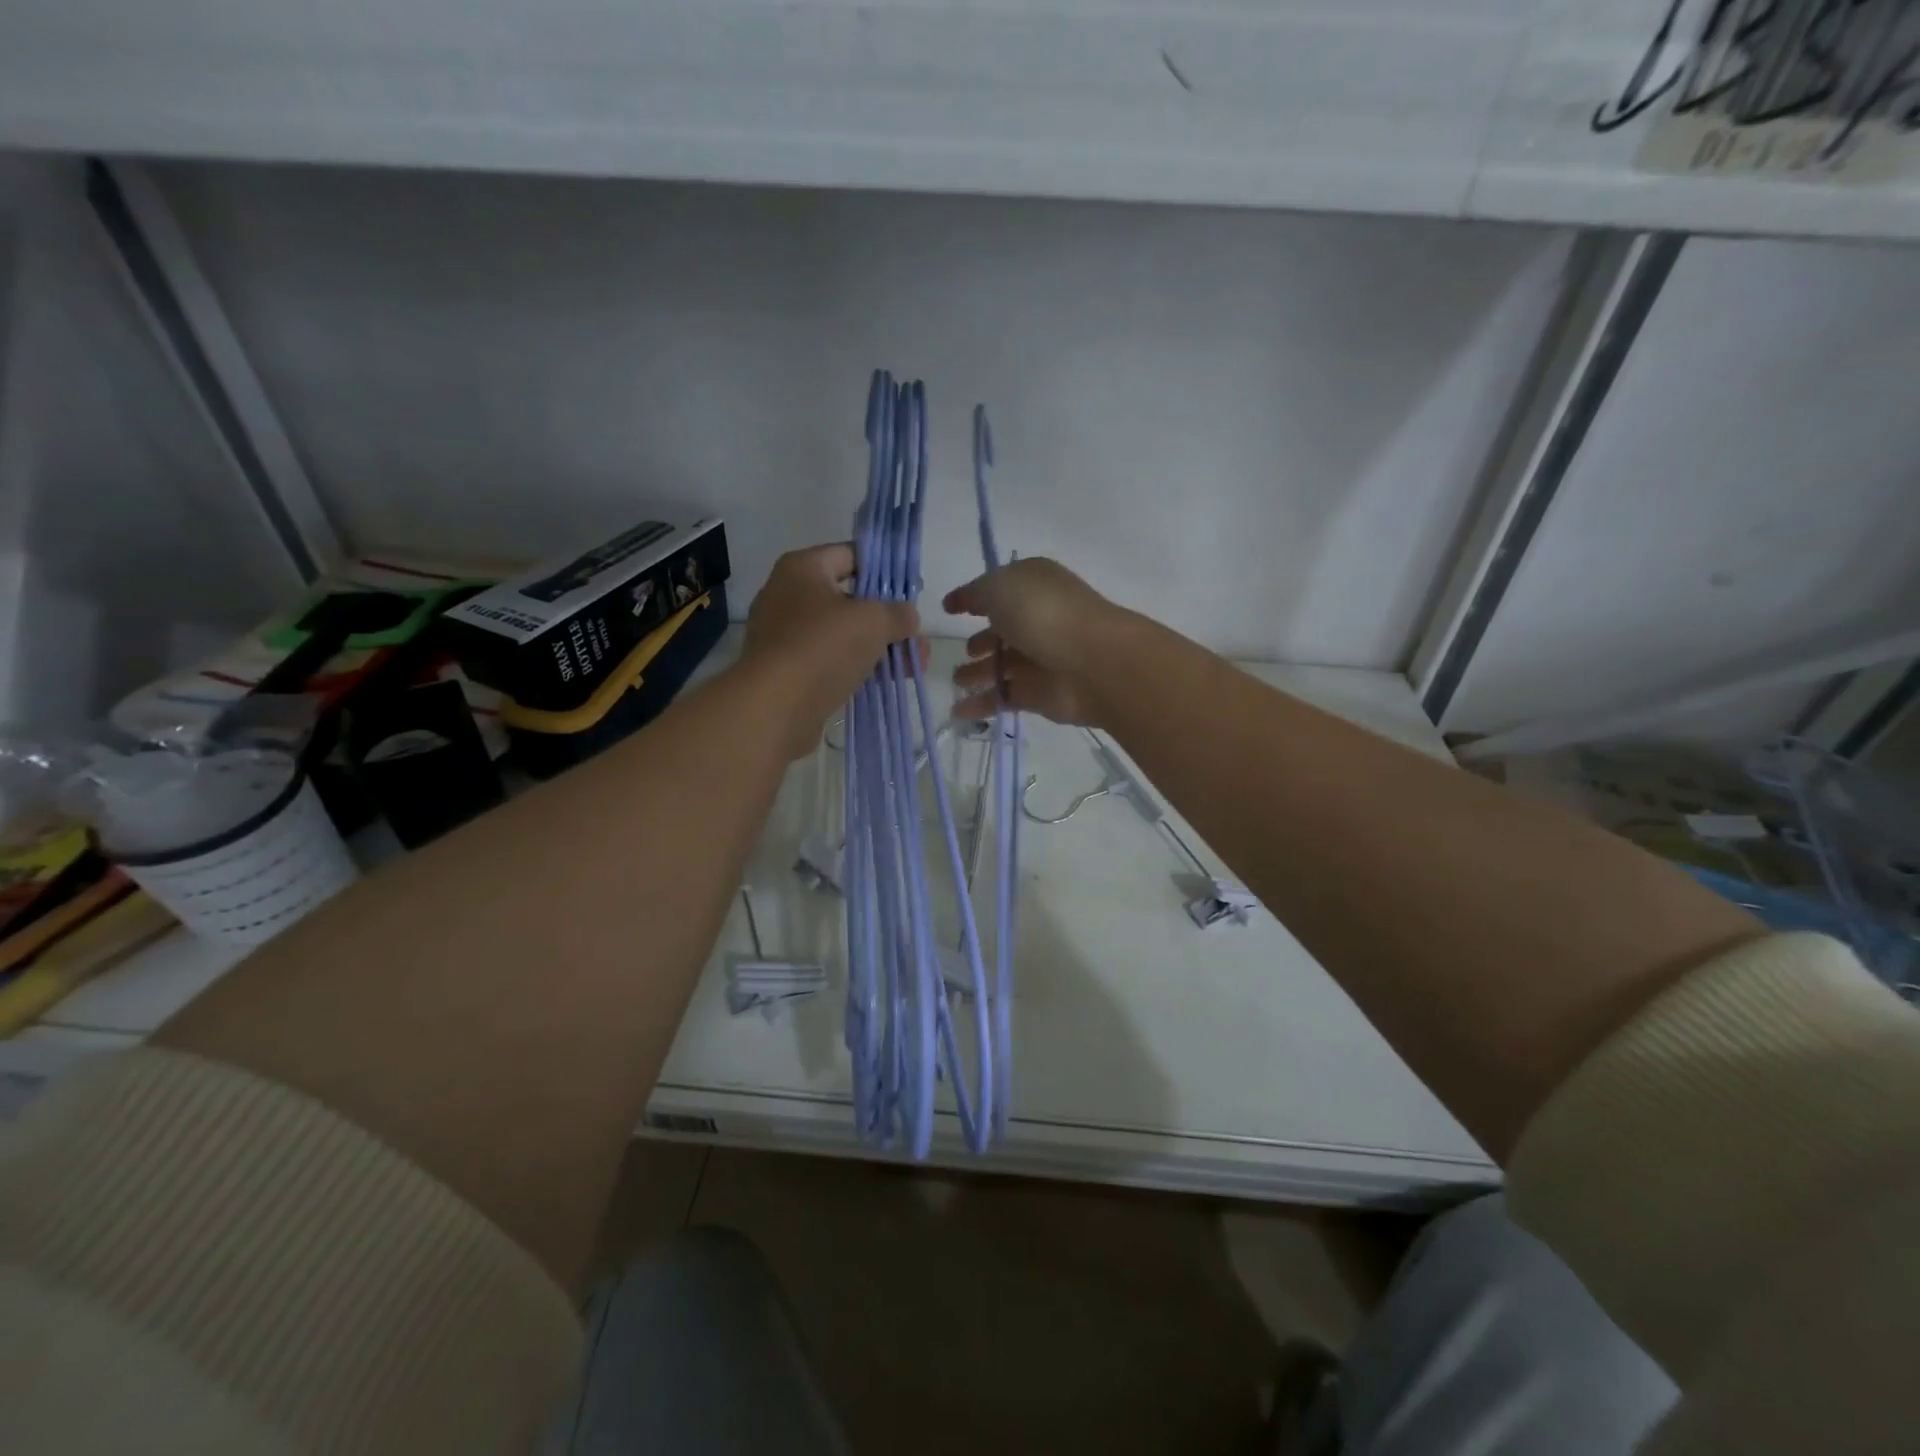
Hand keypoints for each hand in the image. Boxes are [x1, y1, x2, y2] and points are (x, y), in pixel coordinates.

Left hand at [744, 544, 917, 756]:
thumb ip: (898, 613)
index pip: (851, 555)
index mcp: (802, 568)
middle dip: (887, 620)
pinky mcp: (786, 671)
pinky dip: (857, 669)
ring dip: (879, 648)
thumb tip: (908, 616)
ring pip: (842, 635)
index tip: (913, 591)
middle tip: (916, 639)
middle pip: (850, 599)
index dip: (886, 571)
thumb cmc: (823, 647)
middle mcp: (787, 596)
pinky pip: (829, 662)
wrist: (775, 707)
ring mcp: (784, 636)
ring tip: (913, 667)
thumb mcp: (874, 621)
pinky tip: (886, 683)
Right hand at [944, 558, 1123, 725]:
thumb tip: (964, 600)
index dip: (973, 597)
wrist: (1093, 663)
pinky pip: (1004, 697)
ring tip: (957, 680)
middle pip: (1003, 630)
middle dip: (981, 640)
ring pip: (1003, 665)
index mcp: (1032, 585)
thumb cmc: (1044, 614)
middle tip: (961, 650)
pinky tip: (958, 711)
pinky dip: (982, 704)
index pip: (998, 588)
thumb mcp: (1000, 587)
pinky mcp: (1040, 694)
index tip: (949, 609)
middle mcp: (1038, 619)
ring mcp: (1041, 658)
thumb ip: (976, 593)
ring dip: (979, 672)